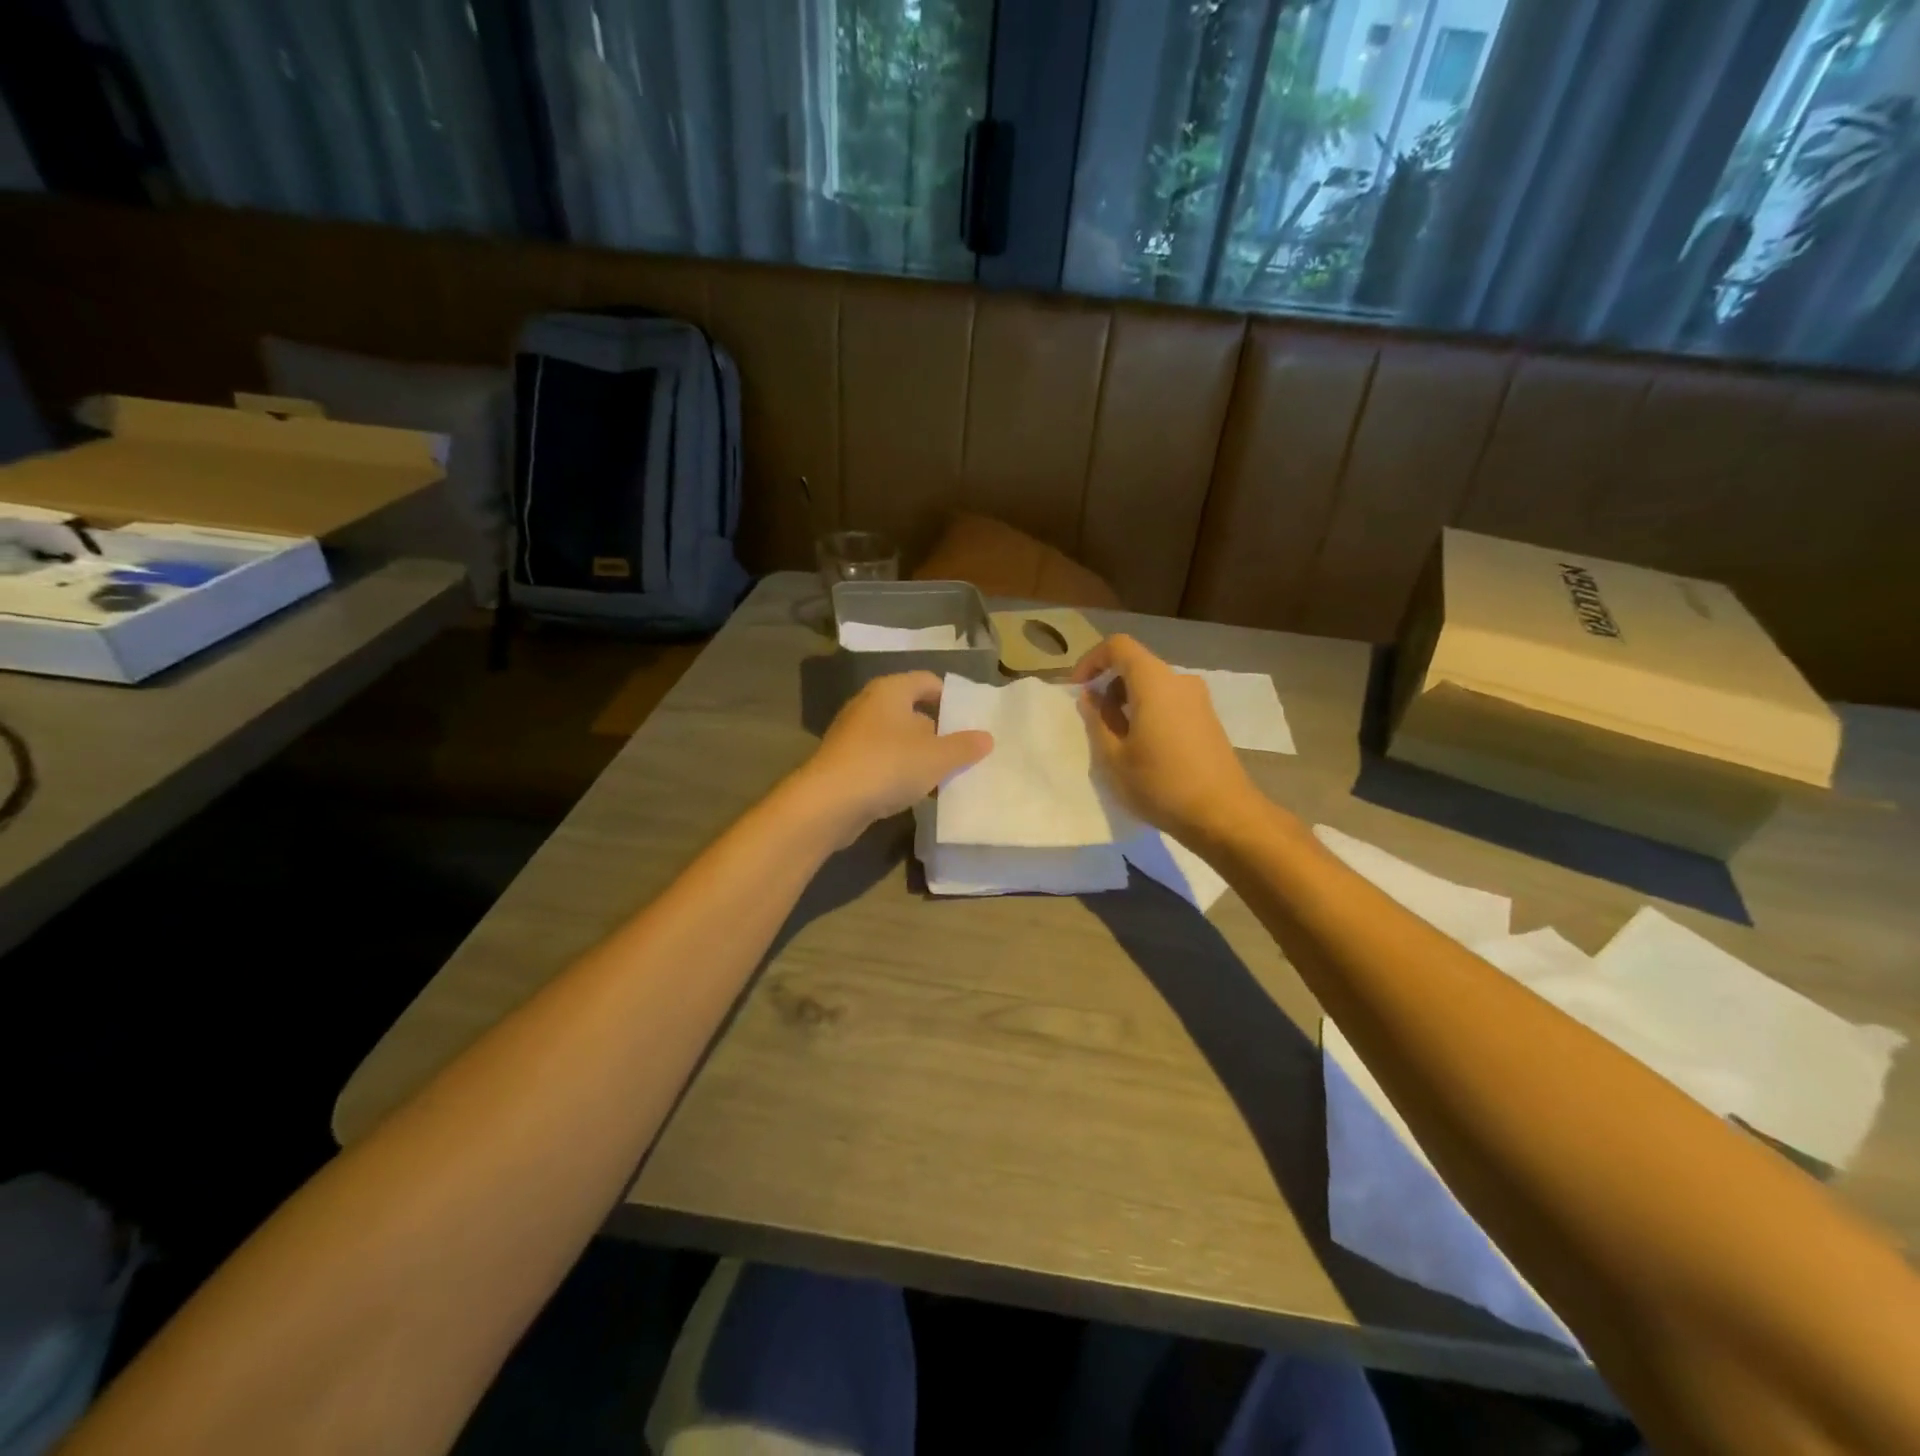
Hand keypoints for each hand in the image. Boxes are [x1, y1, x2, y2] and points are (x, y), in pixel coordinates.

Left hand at [791, 672, 992, 845]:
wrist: (828, 803)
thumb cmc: (887, 765)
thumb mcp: (936, 757)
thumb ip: (964, 746)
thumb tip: (986, 738)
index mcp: (891, 690)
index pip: (928, 682)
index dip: (951, 698)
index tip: (970, 722)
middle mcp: (869, 705)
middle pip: (913, 711)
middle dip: (938, 731)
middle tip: (963, 752)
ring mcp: (853, 735)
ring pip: (897, 739)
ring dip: (919, 756)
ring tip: (944, 777)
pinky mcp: (845, 763)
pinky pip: (881, 761)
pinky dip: (899, 772)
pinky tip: (914, 793)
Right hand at [1073, 635, 1256, 844]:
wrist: (1223, 814)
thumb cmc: (1161, 784)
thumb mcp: (1114, 757)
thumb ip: (1098, 720)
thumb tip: (1092, 697)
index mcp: (1154, 682)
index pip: (1118, 646)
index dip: (1092, 661)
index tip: (1079, 690)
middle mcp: (1179, 681)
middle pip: (1136, 665)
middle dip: (1109, 685)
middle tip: (1093, 720)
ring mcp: (1198, 699)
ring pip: (1153, 685)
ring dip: (1128, 701)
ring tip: (1116, 739)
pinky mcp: (1207, 719)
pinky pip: (1169, 701)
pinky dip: (1148, 712)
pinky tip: (1143, 748)